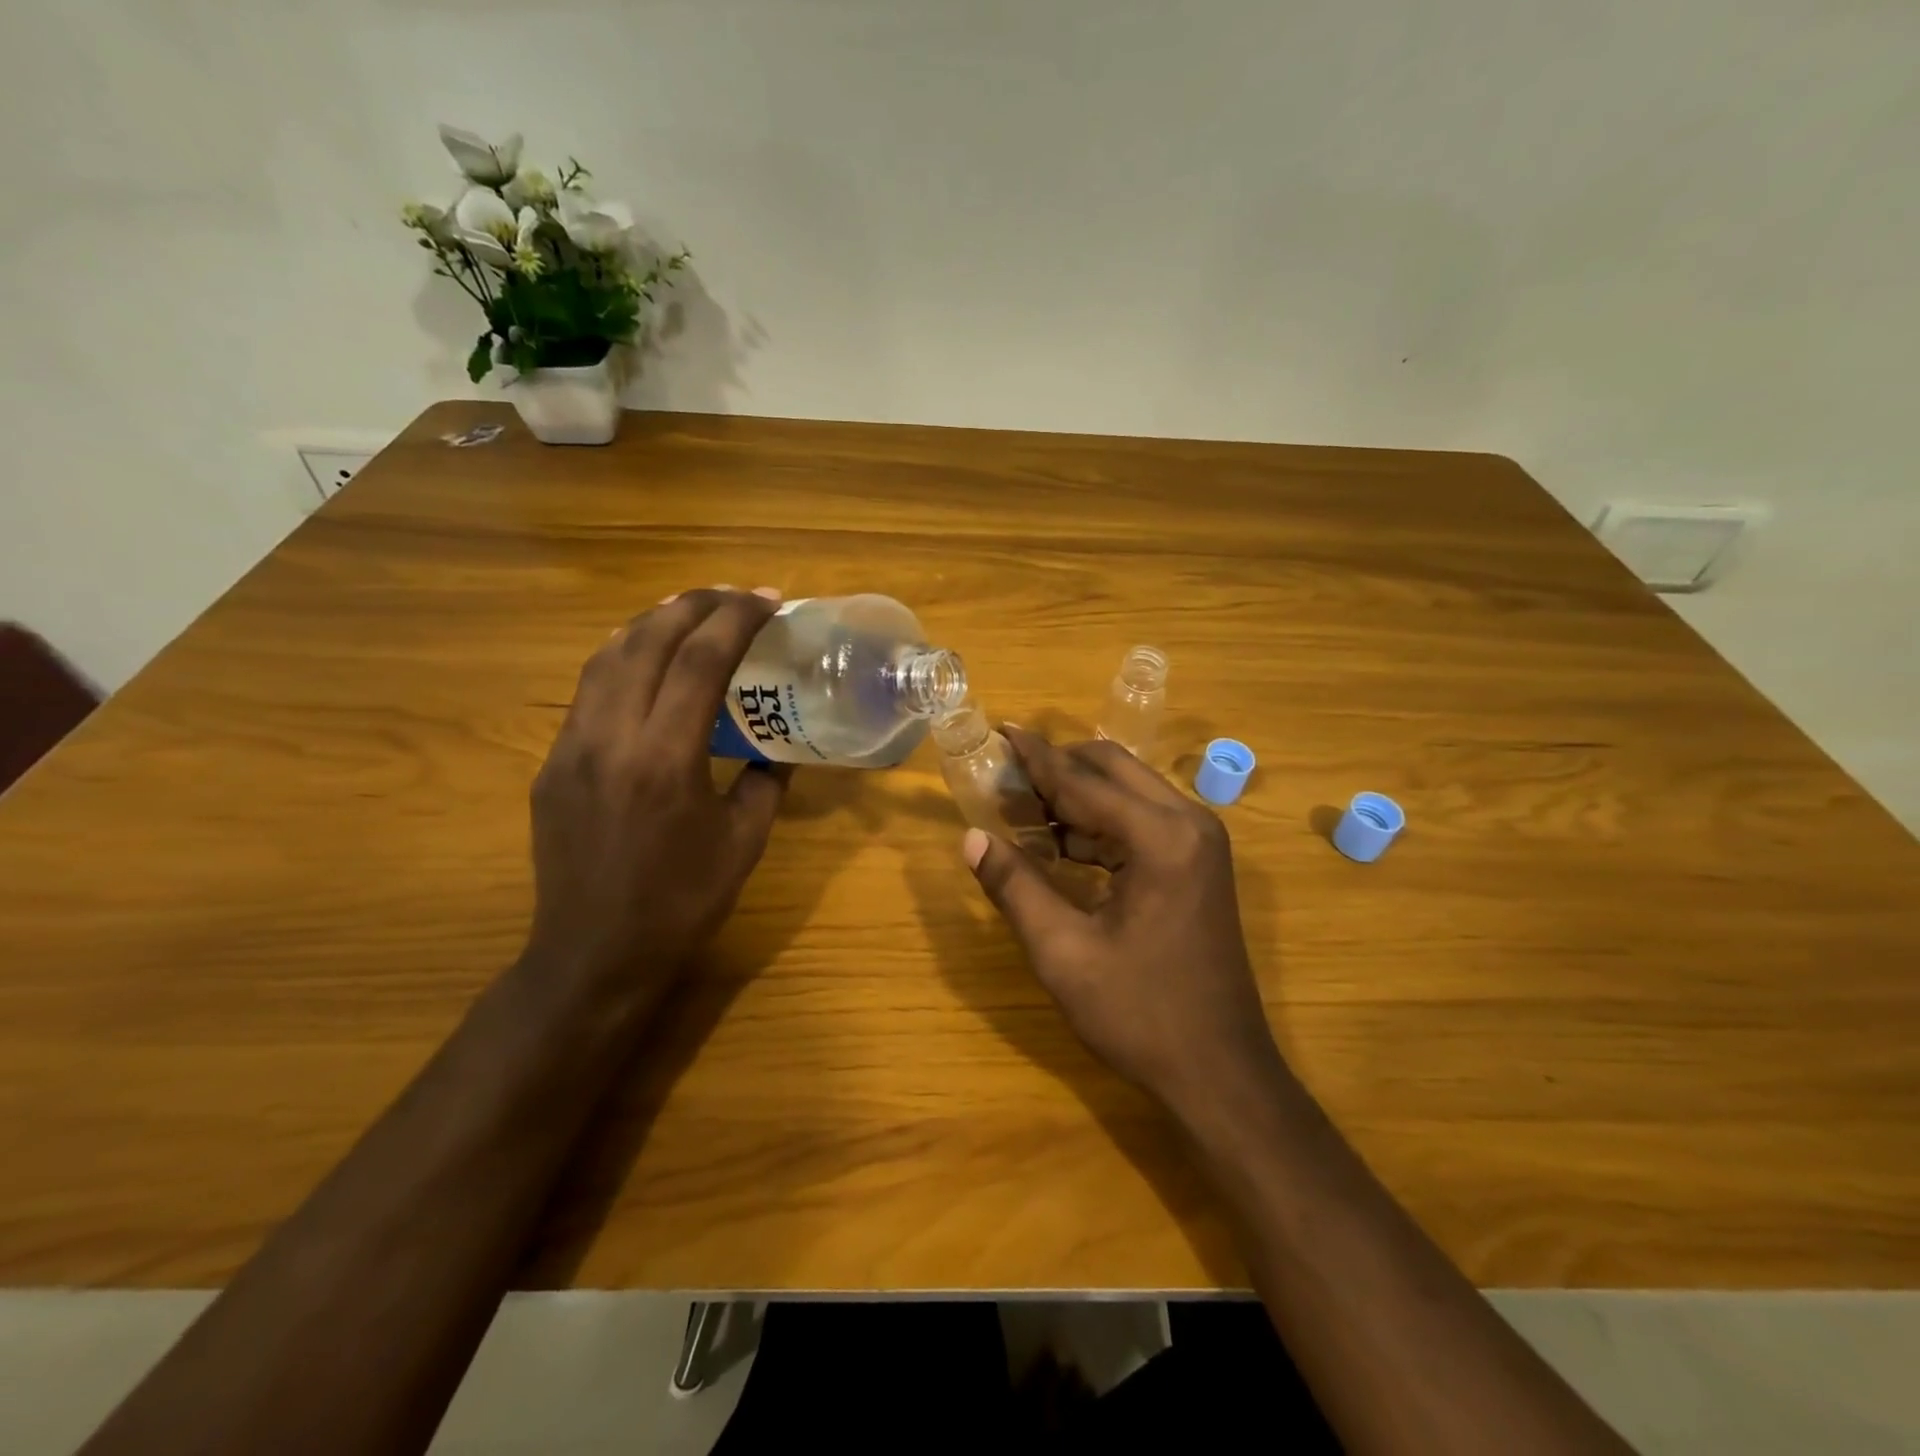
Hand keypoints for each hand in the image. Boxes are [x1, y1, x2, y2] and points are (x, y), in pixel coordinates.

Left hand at [522, 587, 789, 1012]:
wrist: (595, 954)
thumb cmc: (682, 903)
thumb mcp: (745, 843)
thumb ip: (765, 783)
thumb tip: (775, 747)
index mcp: (665, 759)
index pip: (700, 661)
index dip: (736, 620)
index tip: (767, 601)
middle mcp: (610, 739)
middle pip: (647, 641)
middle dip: (694, 604)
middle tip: (733, 596)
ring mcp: (571, 748)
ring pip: (607, 656)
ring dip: (652, 622)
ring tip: (688, 610)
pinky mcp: (552, 764)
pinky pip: (587, 691)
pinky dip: (621, 657)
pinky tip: (645, 660)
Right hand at [963, 728, 1281, 1112]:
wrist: (1221, 1073)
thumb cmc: (1140, 1014)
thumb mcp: (1063, 952)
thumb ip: (1015, 887)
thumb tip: (972, 838)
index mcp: (1161, 837)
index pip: (1083, 780)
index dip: (1036, 758)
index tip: (1000, 731)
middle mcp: (1189, 823)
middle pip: (1112, 769)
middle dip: (1058, 768)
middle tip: (1006, 779)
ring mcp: (1200, 842)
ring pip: (1128, 793)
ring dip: (1077, 796)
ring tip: (1022, 811)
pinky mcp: (1199, 863)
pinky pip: (1141, 822)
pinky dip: (1099, 824)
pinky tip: (1060, 843)